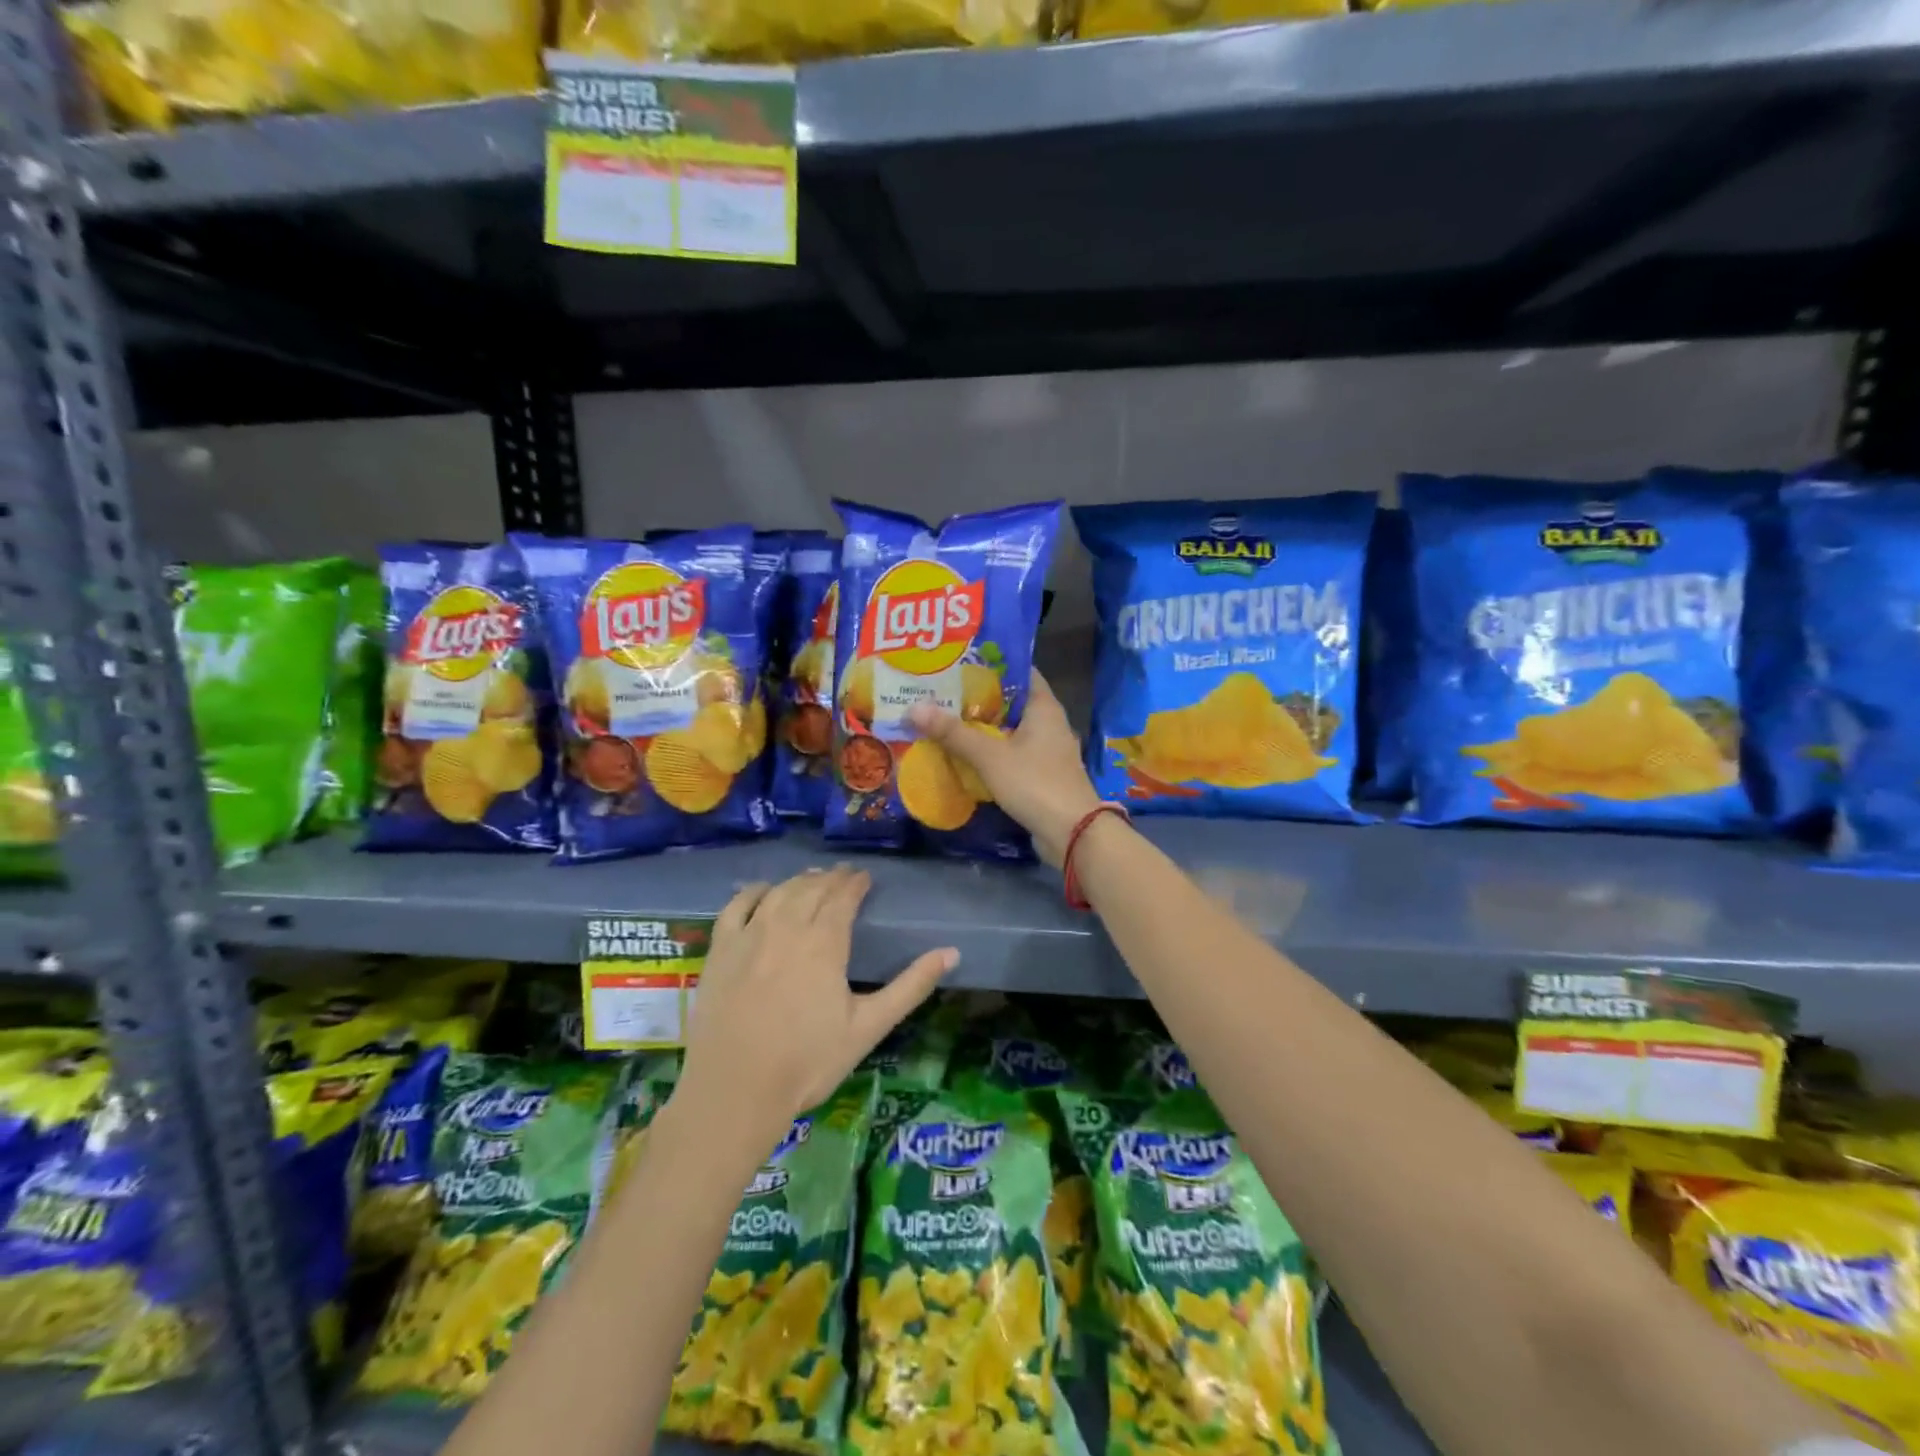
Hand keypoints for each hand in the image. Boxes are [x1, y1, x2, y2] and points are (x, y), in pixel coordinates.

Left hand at [678, 867, 957, 1145]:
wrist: (735, 1091)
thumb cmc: (808, 1062)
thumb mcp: (869, 1027)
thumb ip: (911, 986)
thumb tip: (951, 952)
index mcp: (824, 942)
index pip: (843, 896)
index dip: (855, 883)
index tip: (865, 878)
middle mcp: (787, 927)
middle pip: (812, 889)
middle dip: (831, 878)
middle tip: (844, 875)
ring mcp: (749, 935)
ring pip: (779, 892)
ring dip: (799, 881)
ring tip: (813, 879)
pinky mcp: (720, 950)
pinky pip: (737, 906)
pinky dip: (754, 892)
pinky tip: (764, 891)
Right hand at [909, 669, 1103, 868]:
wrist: (1073, 833)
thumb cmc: (1035, 783)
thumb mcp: (990, 756)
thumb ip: (953, 733)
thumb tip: (913, 708)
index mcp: (1044, 707)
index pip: (1019, 671)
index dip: (990, 664)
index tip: (959, 661)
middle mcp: (1049, 723)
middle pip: (1010, 701)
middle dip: (978, 698)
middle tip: (940, 691)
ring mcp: (1047, 750)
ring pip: (1009, 730)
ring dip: (982, 727)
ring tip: (945, 719)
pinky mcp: (1042, 775)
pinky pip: (1012, 754)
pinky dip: (991, 752)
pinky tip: (964, 755)